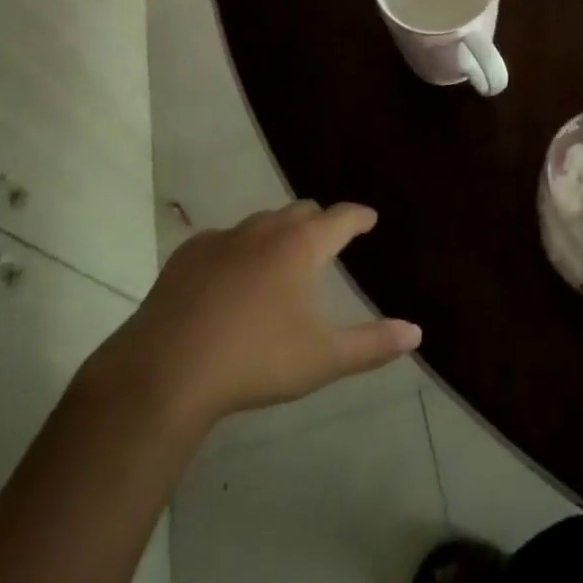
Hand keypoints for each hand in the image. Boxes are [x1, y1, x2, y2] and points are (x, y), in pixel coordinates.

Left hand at [77, 202, 420, 434]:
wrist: (166, 371)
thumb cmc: (255, 361)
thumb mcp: (321, 359)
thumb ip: (371, 344)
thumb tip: (416, 331)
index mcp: (302, 246)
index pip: (341, 217)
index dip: (359, 216)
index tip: (369, 218)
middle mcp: (266, 229)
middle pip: (302, 211)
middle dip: (319, 221)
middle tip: (327, 241)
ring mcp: (224, 237)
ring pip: (262, 222)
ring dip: (278, 234)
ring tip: (280, 260)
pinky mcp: (189, 253)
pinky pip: (224, 240)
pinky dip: (238, 250)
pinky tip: (230, 279)